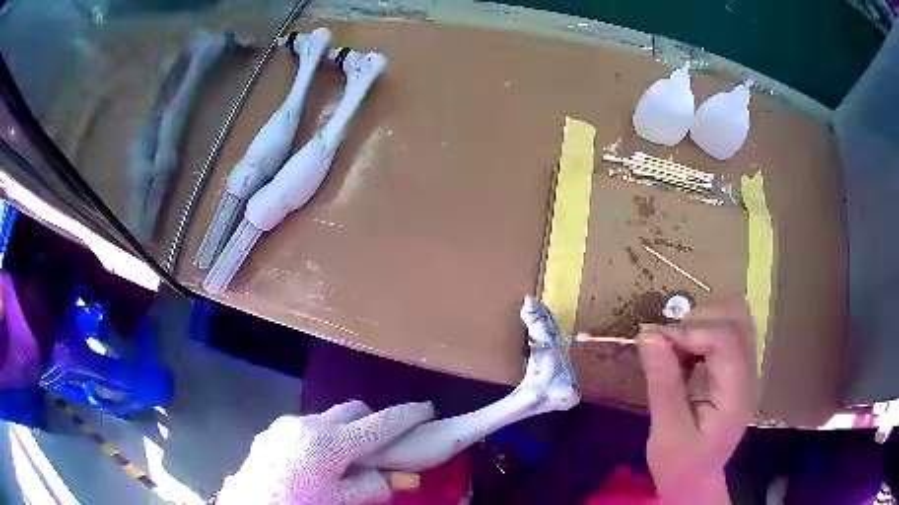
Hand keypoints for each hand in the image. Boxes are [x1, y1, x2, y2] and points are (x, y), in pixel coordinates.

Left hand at [216, 400, 433, 504]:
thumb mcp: (341, 503)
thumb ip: (371, 486)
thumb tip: (388, 477)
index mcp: (328, 443)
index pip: (379, 424)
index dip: (407, 416)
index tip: (427, 409)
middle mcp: (306, 425)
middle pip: (352, 410)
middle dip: (372, 421)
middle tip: (383, 444)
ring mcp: (285, 426)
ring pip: (327, 418)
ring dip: (344, 432)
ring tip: (344, 460)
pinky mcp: (270, 433)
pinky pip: (305, 428)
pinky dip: (321, 439)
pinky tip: (314, 464)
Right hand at [637, 302, 756, 504]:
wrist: (696, 482)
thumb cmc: (680, 465)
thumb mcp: (667, 433)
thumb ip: (663, 384)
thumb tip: (649, 336)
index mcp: (736, 393)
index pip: (725, 339)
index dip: (690, 331)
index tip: (655, 342)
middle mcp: (747, 374)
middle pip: (736, 318)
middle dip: (698, 320)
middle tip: (666, 342)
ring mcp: (744, 370)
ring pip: (734, 319)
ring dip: (702, 322)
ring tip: (675, 345)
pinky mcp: (735, 371)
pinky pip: (726, 333)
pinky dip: (703, 333)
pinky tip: (685, 354)